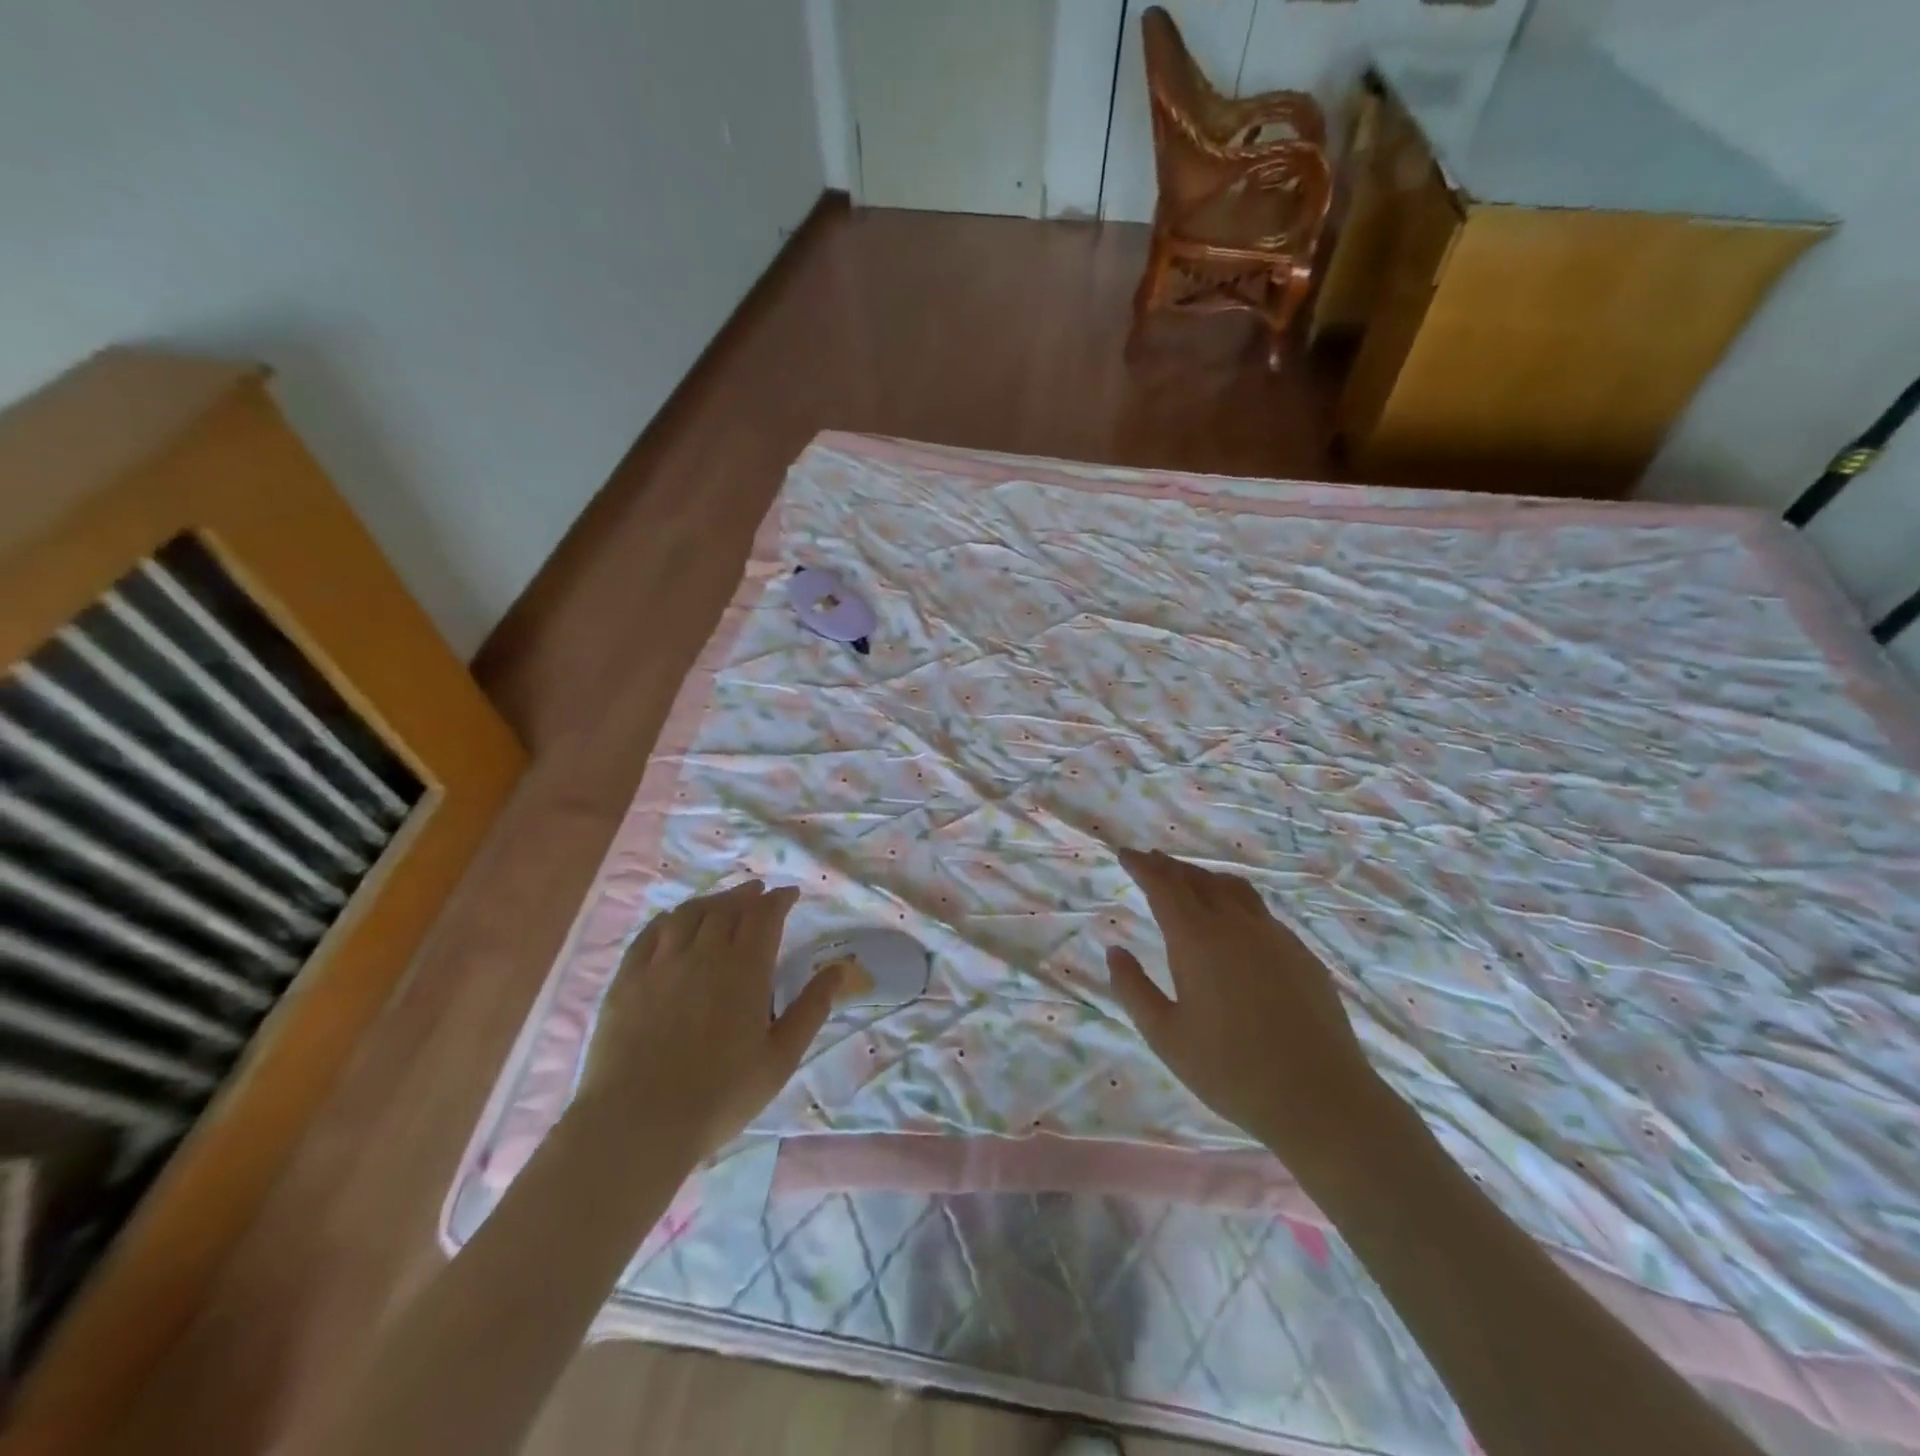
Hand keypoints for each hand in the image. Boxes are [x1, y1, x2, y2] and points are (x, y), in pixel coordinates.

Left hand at [578, 880, 836, 1156]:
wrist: (638, 1123)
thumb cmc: (720, 1095)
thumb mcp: (780, 1058)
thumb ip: (811, 1009)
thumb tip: (839, 970)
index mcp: (744, 968)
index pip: (764, 915)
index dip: (779, 899)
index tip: (790, 894)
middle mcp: (703, 953)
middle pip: (727, 908)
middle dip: (747, 895)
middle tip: (759, 893)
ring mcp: (661, 963)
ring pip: (688, 914)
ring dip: (711, 901)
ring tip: (722, 902)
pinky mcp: (627, 979)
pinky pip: (650, 933)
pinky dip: (669, 919)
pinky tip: (674, 921)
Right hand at [1105, 849, 1383, 1169]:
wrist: (1322, 1099)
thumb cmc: (1232, 1071)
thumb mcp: (1166, 1037)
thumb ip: (1134, 989)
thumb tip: (1115, 951)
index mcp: (1197, 940)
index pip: (1164, 886)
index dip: (1142, 866)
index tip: (1125, 854)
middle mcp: (1235, 925)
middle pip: (1198, 880)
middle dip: (1170, 867)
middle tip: (1150, 862)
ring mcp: (1274, 936)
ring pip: (1233, 889)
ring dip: (1204, 878)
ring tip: (1189, 882)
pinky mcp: (1301, 954)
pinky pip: (1260, 911)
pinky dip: (1235, 901)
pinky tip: (1235, 922)